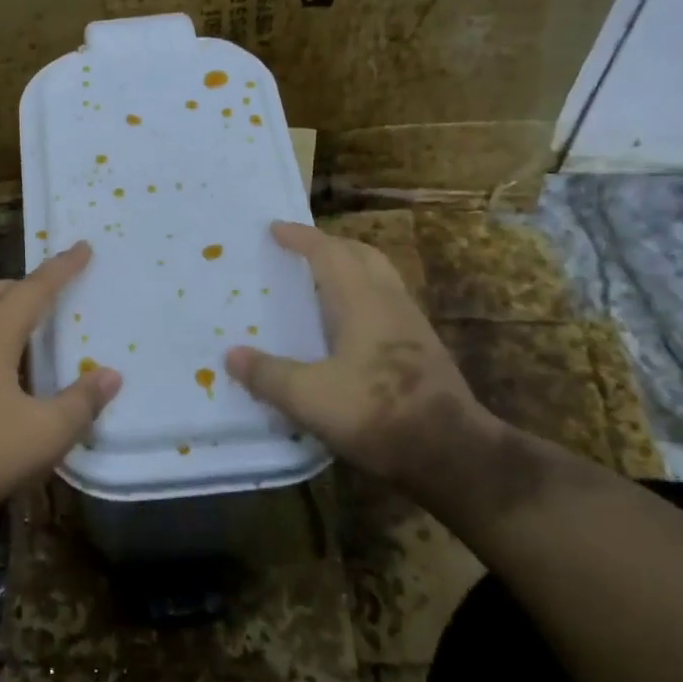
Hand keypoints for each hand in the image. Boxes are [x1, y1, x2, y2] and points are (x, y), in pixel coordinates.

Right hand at [225, 221, 498, 498]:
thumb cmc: (376, 413)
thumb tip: (231, 355)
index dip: (301, 238)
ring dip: (350, 269)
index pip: (328, 253)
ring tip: (321, 283)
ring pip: (379, 278)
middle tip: (301, 250)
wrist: (451, 452)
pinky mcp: (422, 350)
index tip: (275, 228)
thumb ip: (268, 375)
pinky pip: (387, 304)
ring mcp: (412, 325)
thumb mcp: (308, 397)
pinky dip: (362, 297)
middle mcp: (390, 302)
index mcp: (361, 301)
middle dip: (330, 245)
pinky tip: (348, 326)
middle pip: (362, 255)